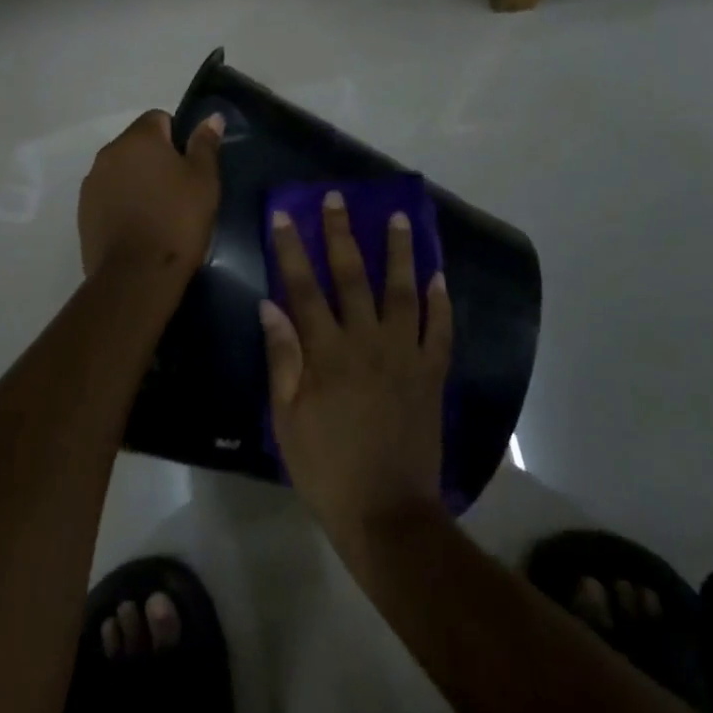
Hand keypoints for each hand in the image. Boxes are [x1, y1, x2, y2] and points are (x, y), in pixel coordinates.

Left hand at [78, 110, 223, 280]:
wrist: (135, 276)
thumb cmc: (177, 221)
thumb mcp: (203, 181)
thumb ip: (205, 145)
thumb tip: (211, 118)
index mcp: (139, 138)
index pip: (158, 118)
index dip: (177, 138)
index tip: (190, 166)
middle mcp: (109, 152)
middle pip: (137, 144)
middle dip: (155, 159)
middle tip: (178, 190)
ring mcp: (92, 182)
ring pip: (121, 170)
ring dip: (137, 180)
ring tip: (158, 212)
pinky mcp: (83, 211)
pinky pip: (108, 195)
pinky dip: (122, 202)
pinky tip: (138, 227)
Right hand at [261, 193, 452, 552]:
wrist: (387, 513)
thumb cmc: (326, 468)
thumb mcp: (286, 419)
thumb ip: (282, 358)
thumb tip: (270, 306)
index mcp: (327, 353)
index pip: (303, 288)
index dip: (292, 249)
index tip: (285, 215)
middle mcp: (367, 342)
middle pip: (352, 277)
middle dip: (341, 234)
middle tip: (337, 198)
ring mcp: (405, 356)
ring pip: (403, 292)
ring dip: (399, 252)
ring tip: (399, 218)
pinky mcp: (432, 374)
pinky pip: (441, 330)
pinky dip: (441, 301)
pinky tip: (439, 275)